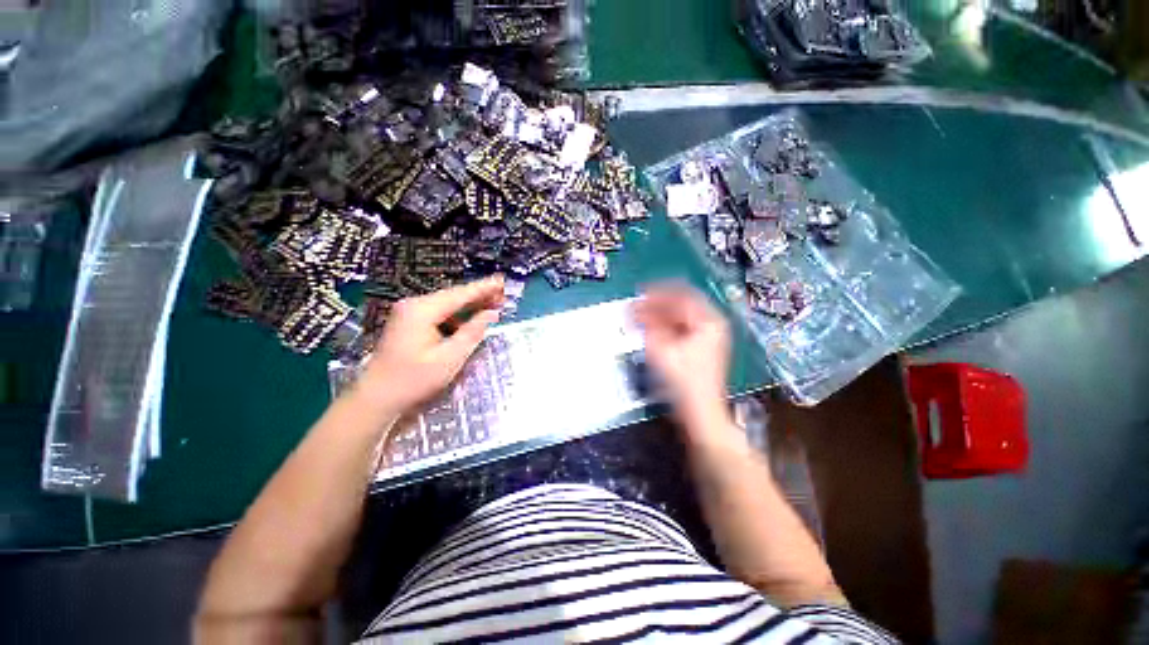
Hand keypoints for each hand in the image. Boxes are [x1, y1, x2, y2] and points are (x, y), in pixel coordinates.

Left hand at [354, 276, 504, 414]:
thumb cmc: (414, 380)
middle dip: (479, 296)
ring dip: (471, 306)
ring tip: (494, 306)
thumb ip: (472, 332)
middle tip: (504, 296)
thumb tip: (491, 314)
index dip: (484, 288)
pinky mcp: (410, 323)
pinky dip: (459, 315)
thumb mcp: (450, 358)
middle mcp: (415, 305)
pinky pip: (440, 313)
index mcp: (422, 310)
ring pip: (448, 304)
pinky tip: (473, 319)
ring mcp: (410, 313)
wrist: (377, 397)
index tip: (502, 281)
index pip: (460, 294)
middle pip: (454, 296)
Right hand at [634, 284, 731, 427]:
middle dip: (655, 305)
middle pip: (680, 306)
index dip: (659, 292)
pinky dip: (662, 328)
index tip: (640, 292)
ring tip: (637, 317)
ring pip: (678, 318)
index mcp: (709, 321)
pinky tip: (647, 330)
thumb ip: (647, 326)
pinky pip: (678, 330)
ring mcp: (705, 338)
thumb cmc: (684, 381)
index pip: (683, 295)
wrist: (699, 412)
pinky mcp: (697, 349)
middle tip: (635, 306)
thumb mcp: (662, 350)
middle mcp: (710, 326)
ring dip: (657, 316)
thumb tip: (634, 309)